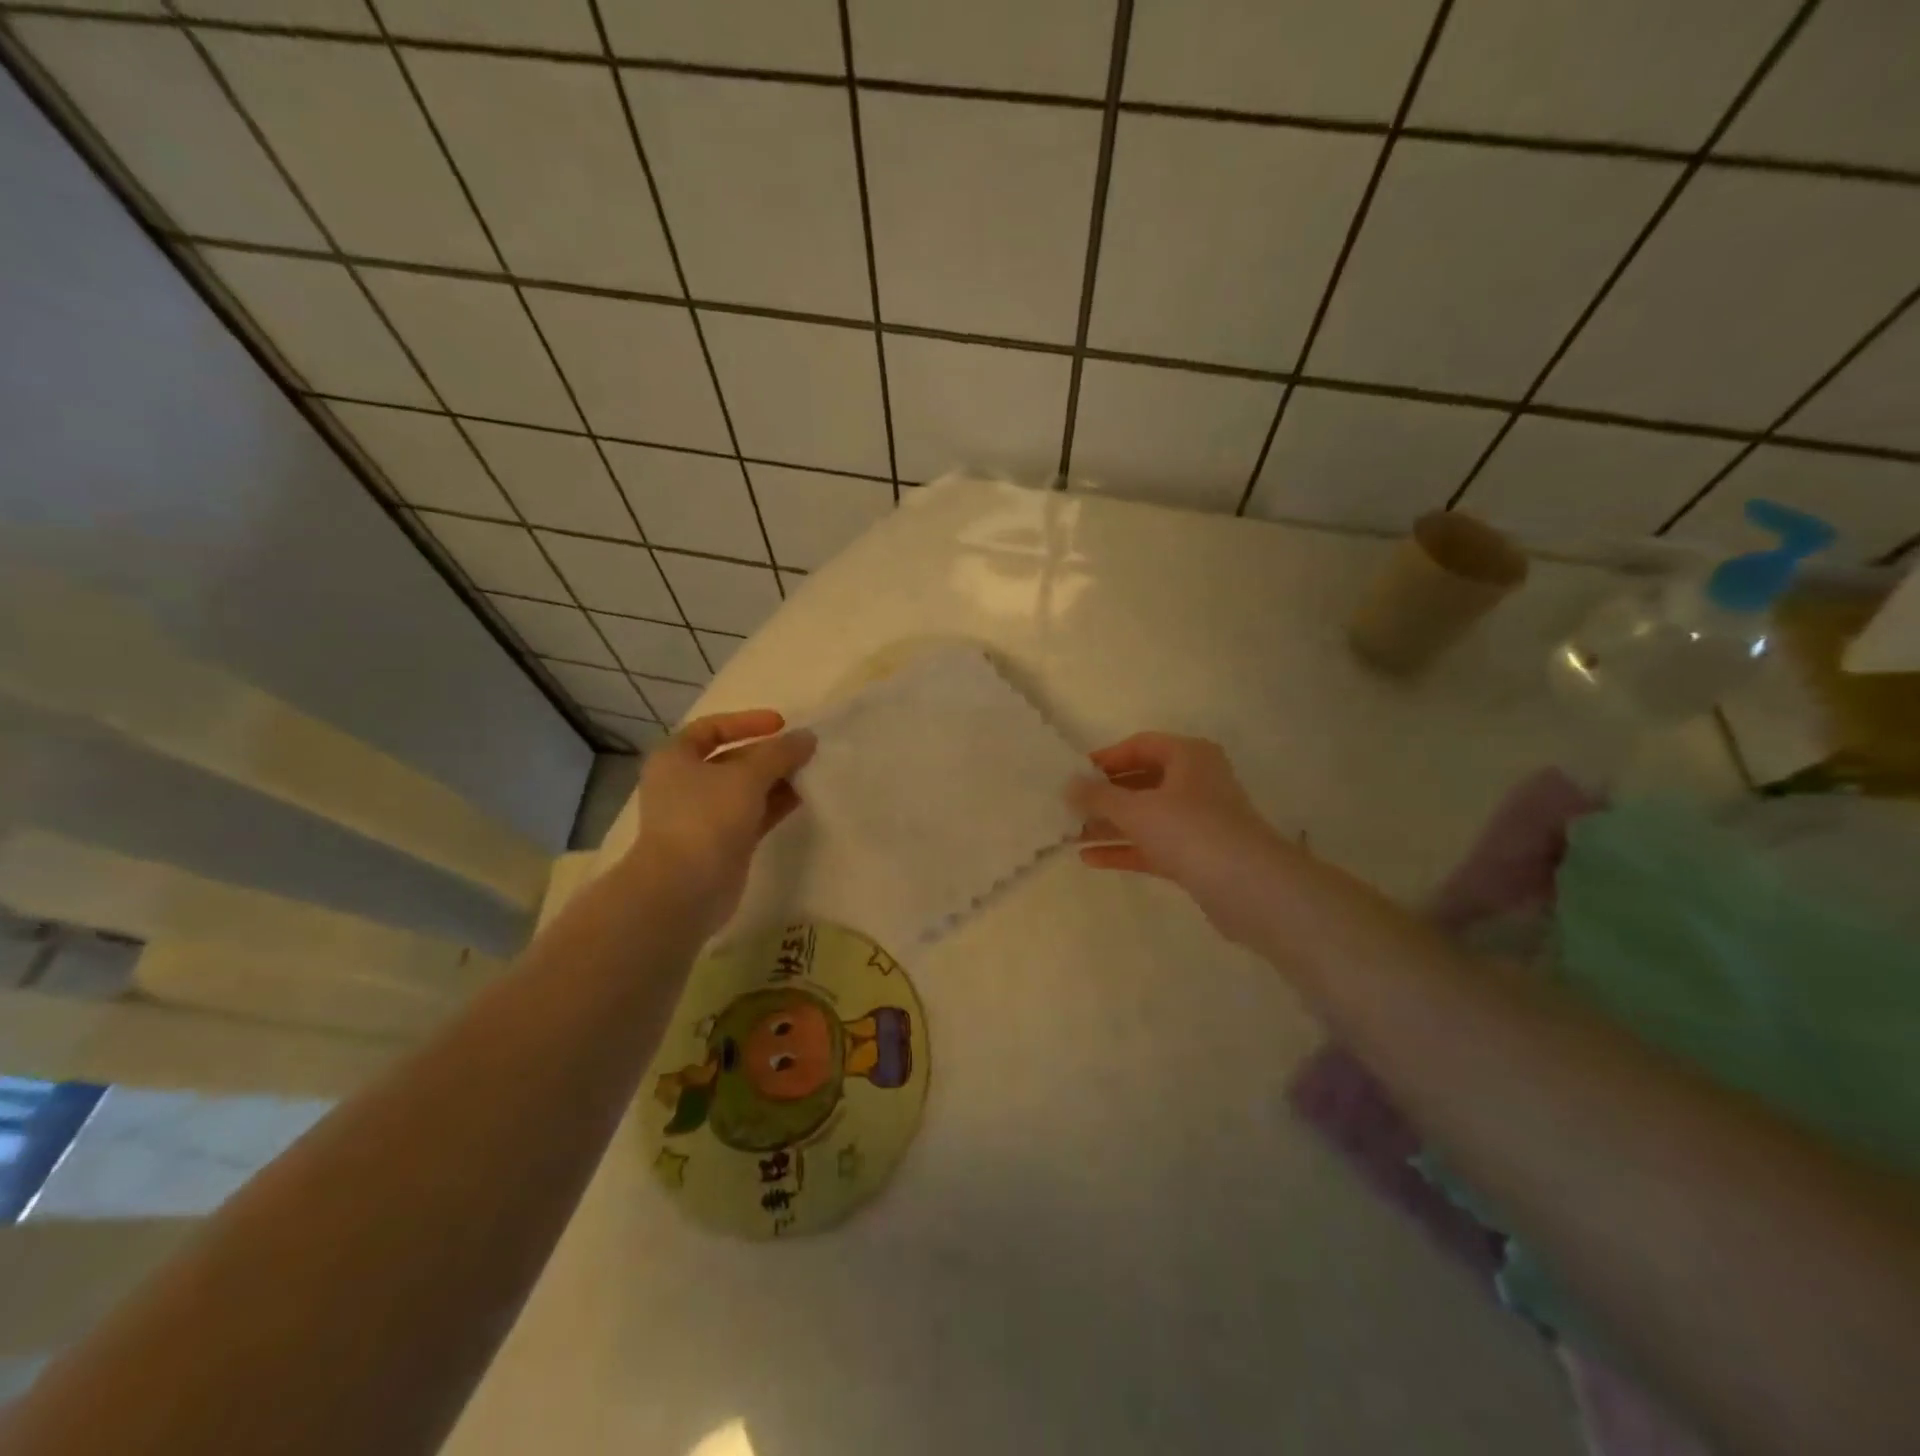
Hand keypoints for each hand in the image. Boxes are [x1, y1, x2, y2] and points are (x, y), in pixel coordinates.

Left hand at [625, 709, 815, 935]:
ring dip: (776, 779)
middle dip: (768, 754)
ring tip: (810, 772)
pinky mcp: (723, 842)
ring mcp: (703, 816)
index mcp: (675, 758)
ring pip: (745, 789)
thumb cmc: (707, 818)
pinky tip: (803, 798)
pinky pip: (753, 814)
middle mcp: (685, 784)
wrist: (684, 888)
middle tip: (804, 750)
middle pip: (732, 759)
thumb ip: (780, 753)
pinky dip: (775, 804)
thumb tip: (807, 737)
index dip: (746, 722)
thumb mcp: (747, 776)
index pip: (711, 728)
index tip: (781, 724)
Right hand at [1067, 732, 1287, 943]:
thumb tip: (1067, 784)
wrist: (1248, 887)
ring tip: (1071, 835)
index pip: (1140, 746)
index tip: (1075, 775)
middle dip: (1104, 796)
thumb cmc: (1190, 830)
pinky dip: (1125, 849)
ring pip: (1146, 816)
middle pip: (1142, 782)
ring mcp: (1198, 820)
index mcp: (1188, 756)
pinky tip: (1091, 859)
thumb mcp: (1136, 809)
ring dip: (1110, 825)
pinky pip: (1153, 845)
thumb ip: (1098, 796)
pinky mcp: (1197, 855)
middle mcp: (1196, 782)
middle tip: (1069, 808)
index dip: (1106, 758)